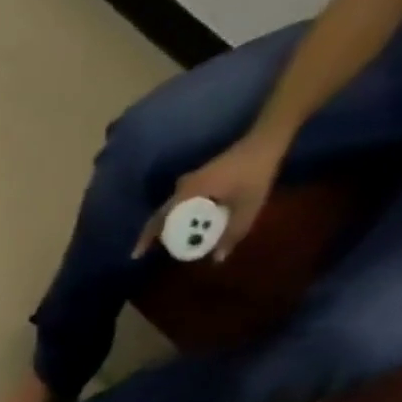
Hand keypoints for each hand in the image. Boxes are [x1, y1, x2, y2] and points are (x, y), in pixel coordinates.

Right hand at [133, 130, 288, 262]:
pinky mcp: (197, 179)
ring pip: (170, 208)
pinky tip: (186, 223)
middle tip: (151, 251)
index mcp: (187, 194)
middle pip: (160, 214)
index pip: (159, 220)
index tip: (136, 255)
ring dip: (167, 224)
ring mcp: (188, 181)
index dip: (146, 239)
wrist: (266, 141)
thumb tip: (217, 260)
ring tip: (168, 240)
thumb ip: (232, 233)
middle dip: (154, 234)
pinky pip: (179, 202)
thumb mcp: (248, 207)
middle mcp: (182, 188)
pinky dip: (178, 215)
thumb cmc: (255, 173)